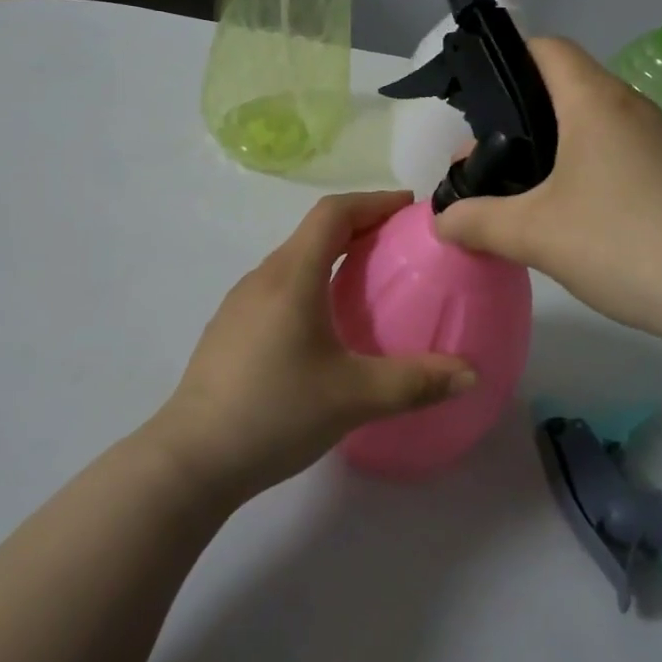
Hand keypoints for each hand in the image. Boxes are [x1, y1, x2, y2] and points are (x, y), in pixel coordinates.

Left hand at [149, 192, 474, 502]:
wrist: (191, 460)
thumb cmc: (274, 412)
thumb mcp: (353, 397)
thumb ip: (415, 382)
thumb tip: (470, 374)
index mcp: (292, 276)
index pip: (333, 212)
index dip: (373, 200)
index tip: (408, 206)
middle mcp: (263, 278)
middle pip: (314, 232)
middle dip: (359, 227)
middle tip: (399, 245)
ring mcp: (240, 303)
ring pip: (294, 260)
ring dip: (332, 256)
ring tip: (367, 281)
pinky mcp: (230, 330)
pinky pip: (279, 287)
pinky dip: (311, 283)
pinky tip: (324, 325)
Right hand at [434, 38, 661, 350]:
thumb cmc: (622, 242)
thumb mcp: (534, 234)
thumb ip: (478, 222)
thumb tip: (442, 220)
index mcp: (594, 101)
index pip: (547, 49)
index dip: (506, 61)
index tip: (476, 104)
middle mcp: (631, 107)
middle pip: (564, 88)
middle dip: (518, 119)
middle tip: (486, 166)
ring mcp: (660, 141)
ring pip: (591, 124)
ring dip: (552, 150)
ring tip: (521, 195)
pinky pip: (618, 154)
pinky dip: (585, 170)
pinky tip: (571, 218)